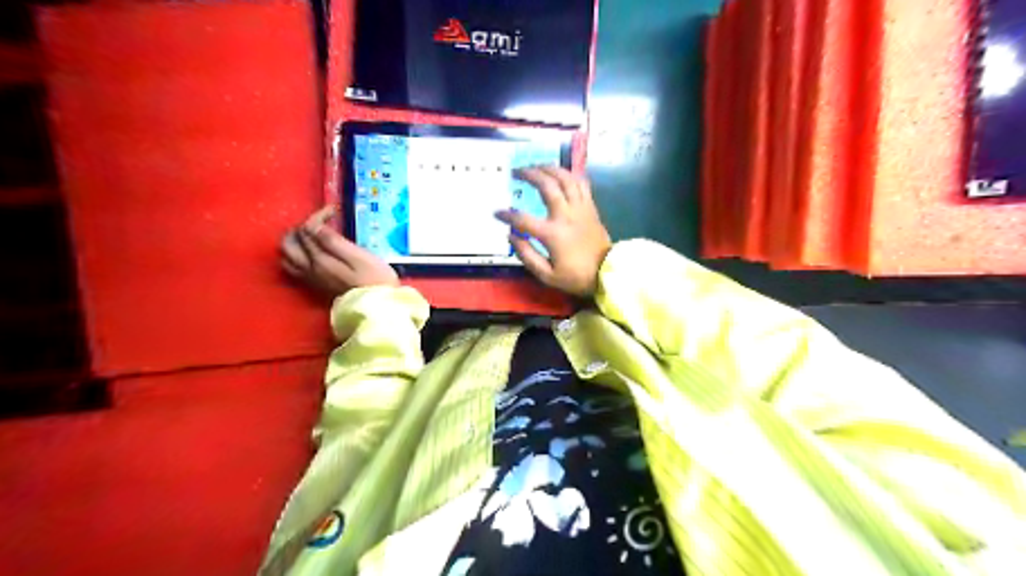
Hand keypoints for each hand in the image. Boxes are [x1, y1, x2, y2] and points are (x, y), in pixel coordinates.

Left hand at [278, 204, 399, 296]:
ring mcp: (310, 280)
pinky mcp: (315, 288)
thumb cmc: (375, 280)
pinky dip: (296, 256)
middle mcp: (309, 269)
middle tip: (319, 222)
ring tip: (311, 236)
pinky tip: (310, 254)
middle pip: (289, 243)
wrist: (378, 308)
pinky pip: (294, 269)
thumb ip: (334, 242)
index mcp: (320, 260)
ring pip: (287, 257)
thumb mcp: (359, 257)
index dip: (318, 216)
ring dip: (294, 242)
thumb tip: (314, 227)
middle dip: (300, 228)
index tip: (334, 211)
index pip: (308, 230)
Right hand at [496, 165, 608, 294]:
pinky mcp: (590, 207)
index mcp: (553, 233)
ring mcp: (580, 208)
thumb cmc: (576, 276)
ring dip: (549, 168)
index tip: (497, 213)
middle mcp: (566, 215)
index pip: (523, 220)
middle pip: (547, 185)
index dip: (507, 215)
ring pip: (566, 178)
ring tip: (536, 166)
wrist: (607, 273)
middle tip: (517, 172)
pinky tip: (560, 174)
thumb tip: (511, 235)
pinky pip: (580, 183)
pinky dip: (569, 175)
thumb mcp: (547, 275)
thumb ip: (527, 255)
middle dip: (529, 174)